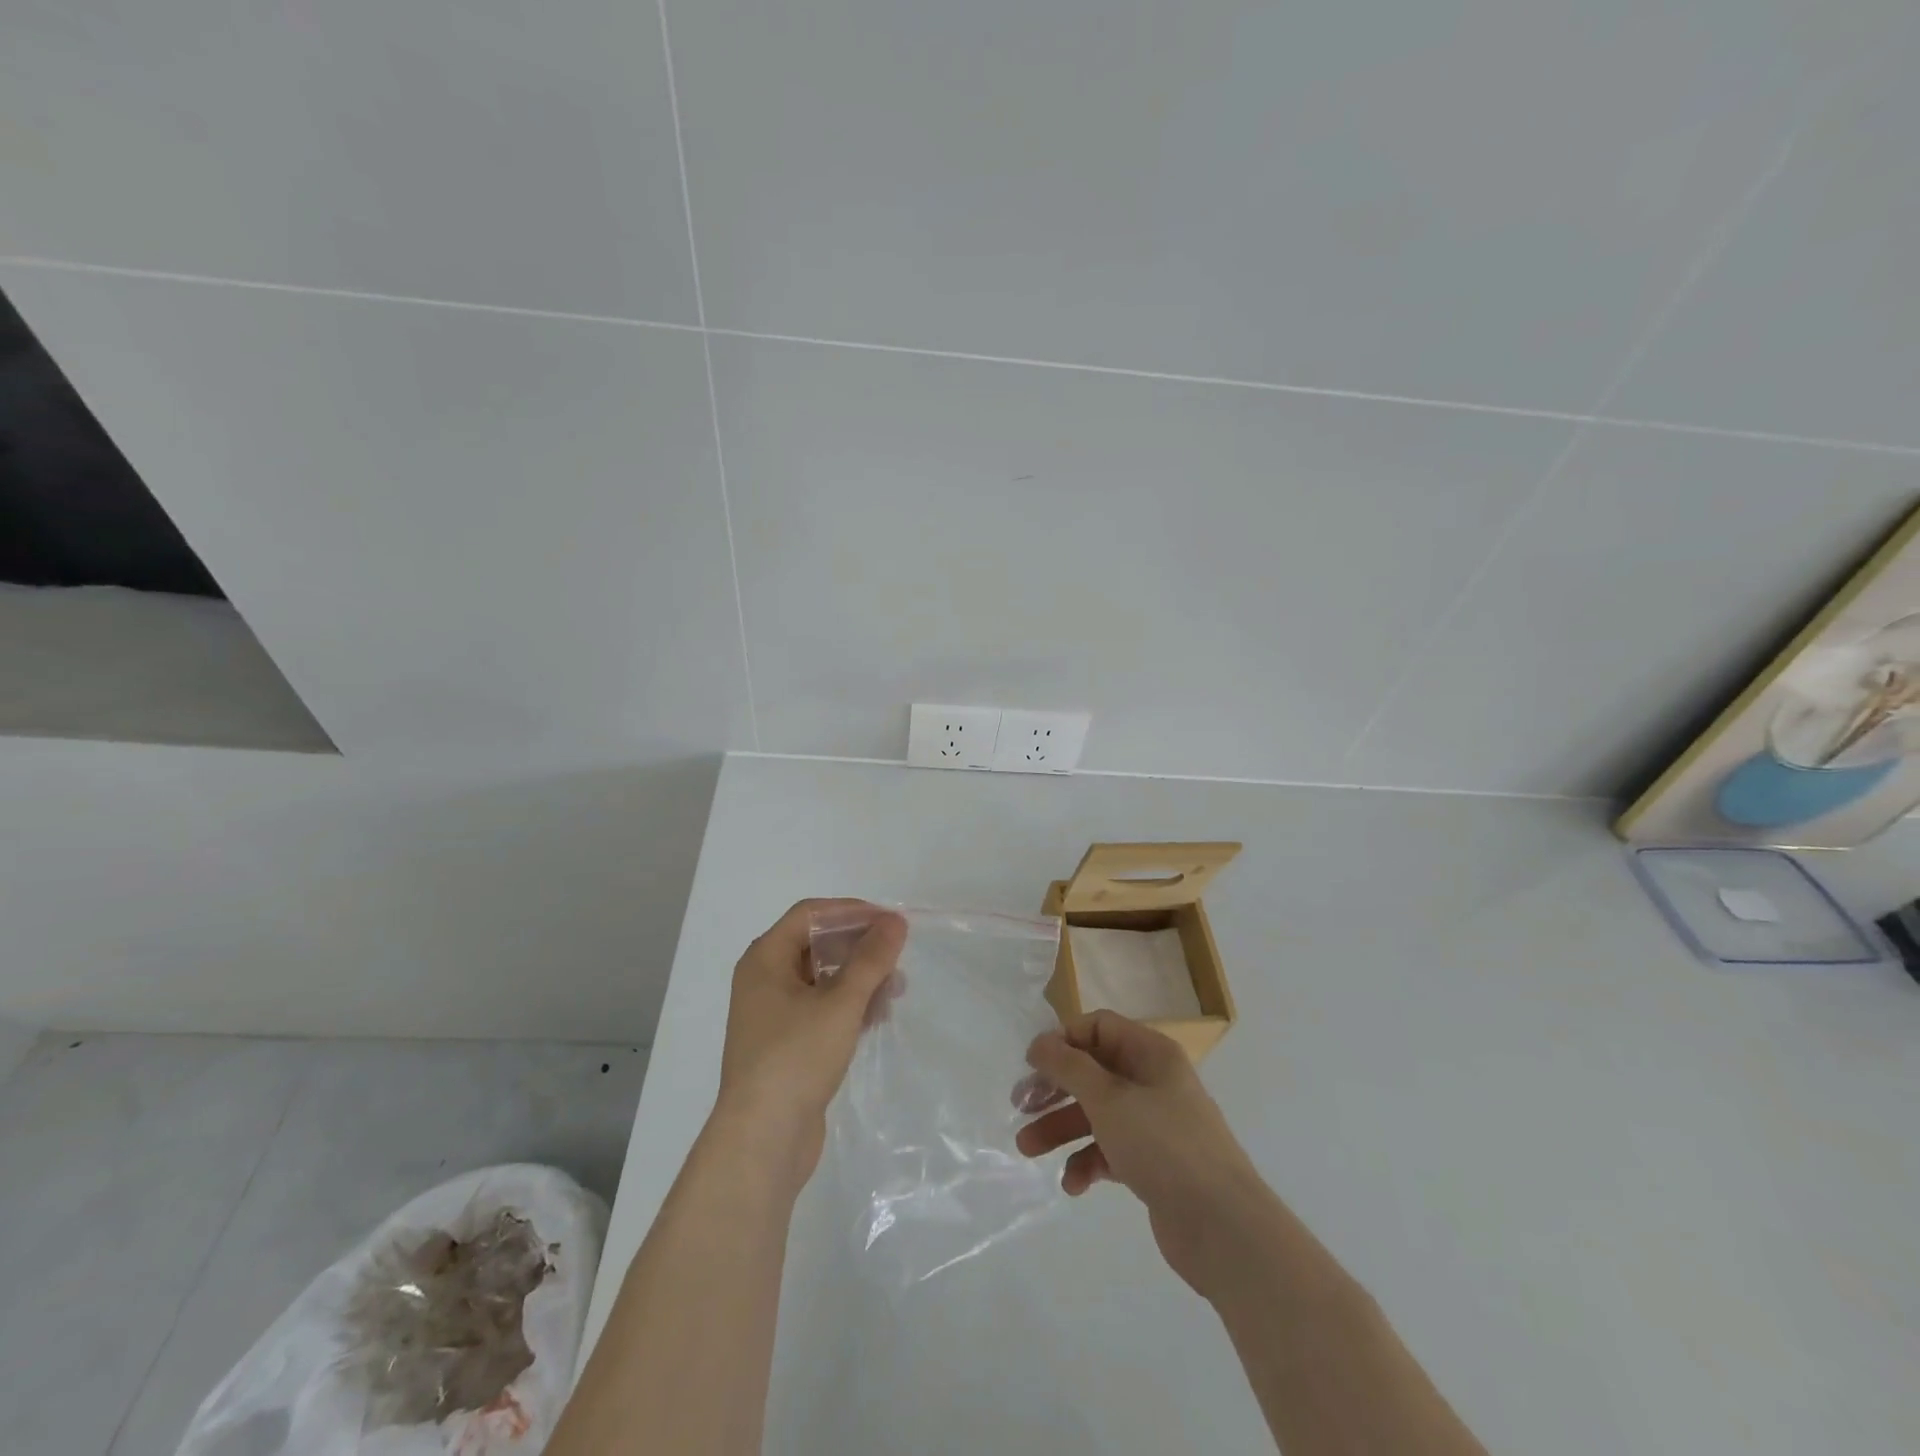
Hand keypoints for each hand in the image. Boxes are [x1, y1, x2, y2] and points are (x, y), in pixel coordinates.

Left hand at [713, 899, 906, 1191]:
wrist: (762, 1140)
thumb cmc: (796, 1058)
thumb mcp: (840, 1002)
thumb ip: (871, 959)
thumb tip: (895, 921)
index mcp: (765, 958)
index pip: (811, 914)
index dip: (852, 912)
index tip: (890, 923)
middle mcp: (764, 979)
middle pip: (817, 944)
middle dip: (859, 948)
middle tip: (896, 958)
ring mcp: (773, 1013)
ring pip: (823, 978)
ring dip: (859, 978)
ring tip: (896, 991)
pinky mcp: (786, 1043)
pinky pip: (821, 1008)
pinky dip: (849, 1005)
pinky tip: (877, 1016)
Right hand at [1018, 1010, 1271, 1296]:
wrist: (1223, 1228)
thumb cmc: (1163, 1145)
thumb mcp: (1108, 1099)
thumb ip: (1069, 1067)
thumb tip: (1039, 1042)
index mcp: (1150, 1053)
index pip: (1099, 1027)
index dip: (1064, 1040)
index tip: (1032, 1064)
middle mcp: (1153, 1081)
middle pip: (1093, 1071)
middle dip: (1055, 1089)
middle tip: (1020, 1106)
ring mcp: (1155, 1124)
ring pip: (1097, 1113)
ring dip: (1061, 1128)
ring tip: (1028, 1150)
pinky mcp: (1153, 1164)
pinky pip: (1111, 1150)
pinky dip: (1088, 1162)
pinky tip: (1073, 1184)